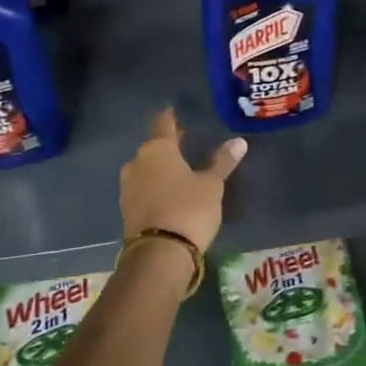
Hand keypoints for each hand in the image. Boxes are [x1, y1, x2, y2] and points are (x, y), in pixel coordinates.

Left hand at [120, 108, 245, 250]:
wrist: (159, 253)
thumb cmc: (188, 209)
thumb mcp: (211, 185)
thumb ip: (222, 162)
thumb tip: (239, 141)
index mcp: (157, 149)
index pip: (163, 123)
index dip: (170, 117)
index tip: (174, 111)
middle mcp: (137, 162)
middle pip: (153, 146)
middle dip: (167, 144)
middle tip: (183, 140)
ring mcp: (128, 186)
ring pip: (145, 168)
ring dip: (159, 166)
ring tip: (178, 168)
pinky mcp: (127, 209)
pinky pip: (142, 188)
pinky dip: (154, 185)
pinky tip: (167, 191)